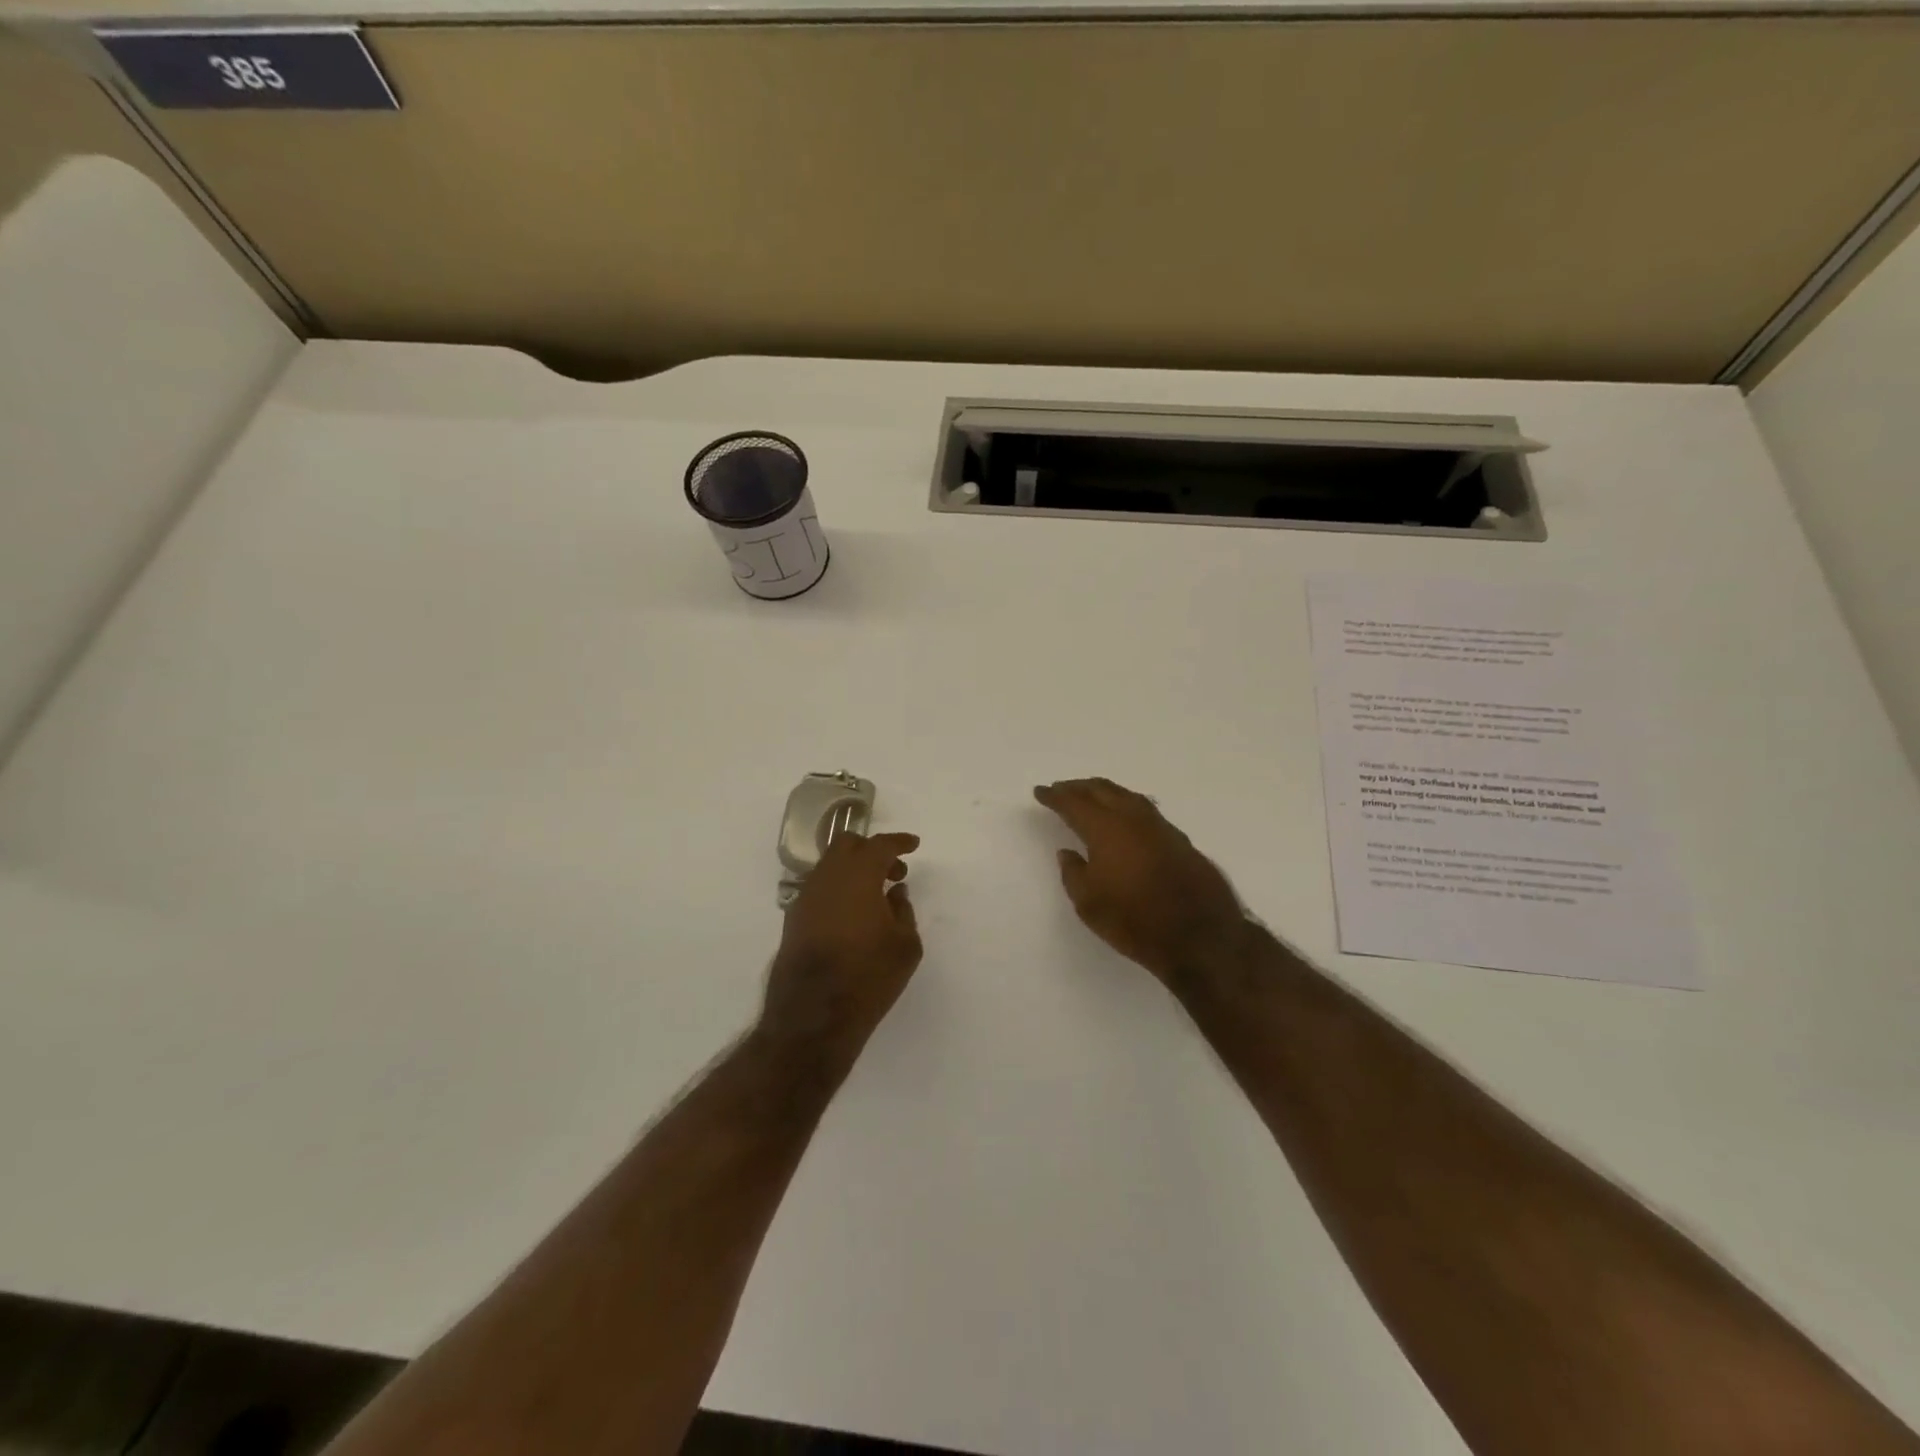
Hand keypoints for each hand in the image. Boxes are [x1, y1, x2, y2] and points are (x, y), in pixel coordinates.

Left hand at [760, 831, 921, 1063]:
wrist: (813, 1016)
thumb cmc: (868, 976)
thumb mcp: (905, 946)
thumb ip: (903, 910)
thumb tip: (894, 892)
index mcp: (858, 875)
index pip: (880, 845)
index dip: (899, 842)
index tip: (913, 845)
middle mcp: (827, 878)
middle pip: (847, 845)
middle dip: (871, 850)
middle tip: (893, 872)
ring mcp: (805, 897)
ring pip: (830, 867)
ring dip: (853, 871)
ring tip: (874, 897)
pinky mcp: (793, 919)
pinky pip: (819, 889)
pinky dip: (838, 890)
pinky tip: (851, 915)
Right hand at [1034, 778, 1245, 986]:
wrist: (1200, 937)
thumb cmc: (1135, 921)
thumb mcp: (1089, 904)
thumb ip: (1073, 873)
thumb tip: (1068, 852)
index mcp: (1106, 828)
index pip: (1074, 803)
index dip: (1055, 796)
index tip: (1041, 792)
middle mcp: (1133, 818)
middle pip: (1102, 790)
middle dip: (1079, 787)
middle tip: (1062, 789)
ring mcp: (1161, 827)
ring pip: (1127, 796)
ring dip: (1105, 792)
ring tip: (1091, 796)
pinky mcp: (1179, 840)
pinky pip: (1145, 810)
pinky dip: (1127, 805)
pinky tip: (1125, 816)